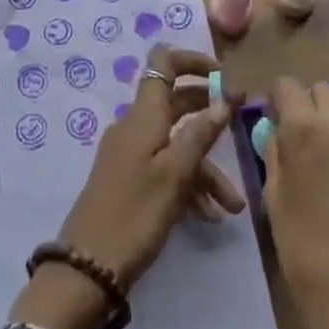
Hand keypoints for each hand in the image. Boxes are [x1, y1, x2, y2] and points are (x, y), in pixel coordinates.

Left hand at [11, 45, 243, 328]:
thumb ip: (200, 134)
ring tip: (233, 205)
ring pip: (176, 143)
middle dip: (210, 113)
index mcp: (144, 115)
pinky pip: (165, 168)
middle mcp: (135, 126)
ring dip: (206, 167)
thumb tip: (223, 99)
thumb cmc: (135, 214)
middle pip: (176, 102)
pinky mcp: (129, 179)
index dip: (193, 61)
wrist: (87, 267)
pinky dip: (188, 184)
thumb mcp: (175, 174)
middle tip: (242, 124)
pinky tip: (209, 216)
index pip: (164, 62)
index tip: (223, 76)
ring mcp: (131, 153)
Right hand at [258, 76, 328, 328]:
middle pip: (323, 92)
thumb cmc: (308, 253)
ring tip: (327, 166)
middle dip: (308, 107)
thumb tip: (277, 134)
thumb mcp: (275, 200)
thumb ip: (276, 155)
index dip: (277, 101)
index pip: (288, 86)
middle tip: (300, 142)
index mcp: (307, 130)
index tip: (273, 122)